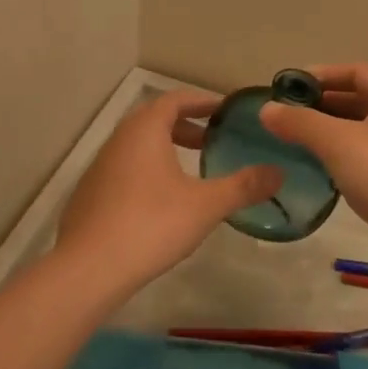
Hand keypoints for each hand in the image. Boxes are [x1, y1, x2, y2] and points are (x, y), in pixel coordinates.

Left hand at [54, 89, 282, 299]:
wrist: (88, 269)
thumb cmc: (151, 224)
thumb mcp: (206, 205)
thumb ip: (244, 186)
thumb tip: (280, 172)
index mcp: (145, 129)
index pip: (176, 99)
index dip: (203, 102)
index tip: (225, 111)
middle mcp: (119, 138)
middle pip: (156, 120)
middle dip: (186, 127)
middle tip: (213, 141)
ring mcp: (100, 166)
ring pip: (139, 146)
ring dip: (166, 150)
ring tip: (192, 172)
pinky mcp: (89, 193)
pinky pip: (125, 169)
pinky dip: (148, 171)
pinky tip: (161, 202)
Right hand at [257, 64, 367, 279]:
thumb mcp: (336, 141)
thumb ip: (299, 122)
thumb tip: (265, 109)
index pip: (359, 72)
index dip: (325, 74)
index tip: (293, 85)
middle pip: (360, 100)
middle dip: (324, 103)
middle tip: (289, 112)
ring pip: (362, 131)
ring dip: (331, 131)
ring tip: (296, 137)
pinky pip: (365, 158)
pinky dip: (341, 156)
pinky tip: (317, 166)